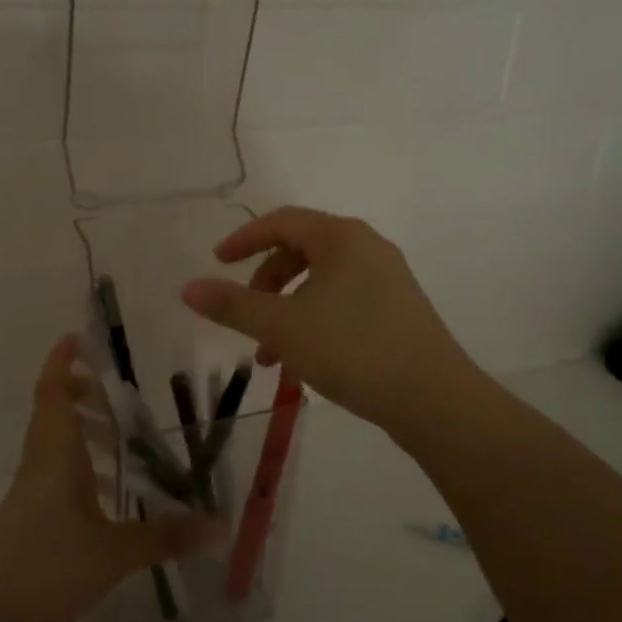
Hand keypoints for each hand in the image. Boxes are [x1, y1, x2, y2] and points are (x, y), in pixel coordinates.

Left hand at [0, 336, 222, 621]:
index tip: (76, 337)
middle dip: (80, 397)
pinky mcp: (25, 524)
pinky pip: (54, 481)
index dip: (62, 362)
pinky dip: (79, 474)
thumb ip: (166, 537)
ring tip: (121, 448)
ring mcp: (28, 497)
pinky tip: (104, 502)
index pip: (54, 393)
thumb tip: (220, 526)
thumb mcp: (114, 553)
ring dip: (82, 437)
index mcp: (55, 456)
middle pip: (53, 415)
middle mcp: (39, 466)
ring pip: (54, 449)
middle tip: (114, 396)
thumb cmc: (45, 568)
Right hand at [179, 207, 481, 436]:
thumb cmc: (352, 349)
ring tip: (270, 357)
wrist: (434, 399)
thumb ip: (232, 305)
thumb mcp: (282, 327)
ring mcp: (388, 279)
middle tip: (245, 316)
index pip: (282, 222)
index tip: (217, 263)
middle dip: (265, 284)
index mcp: (341, 238)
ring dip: (287, 311)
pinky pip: (343, 302)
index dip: (244, 239)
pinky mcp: (399, 310)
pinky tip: (305, 362)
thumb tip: (187, 287)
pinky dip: (314, 321)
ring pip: (321, 283)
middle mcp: (368, 248)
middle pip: (301, 251)